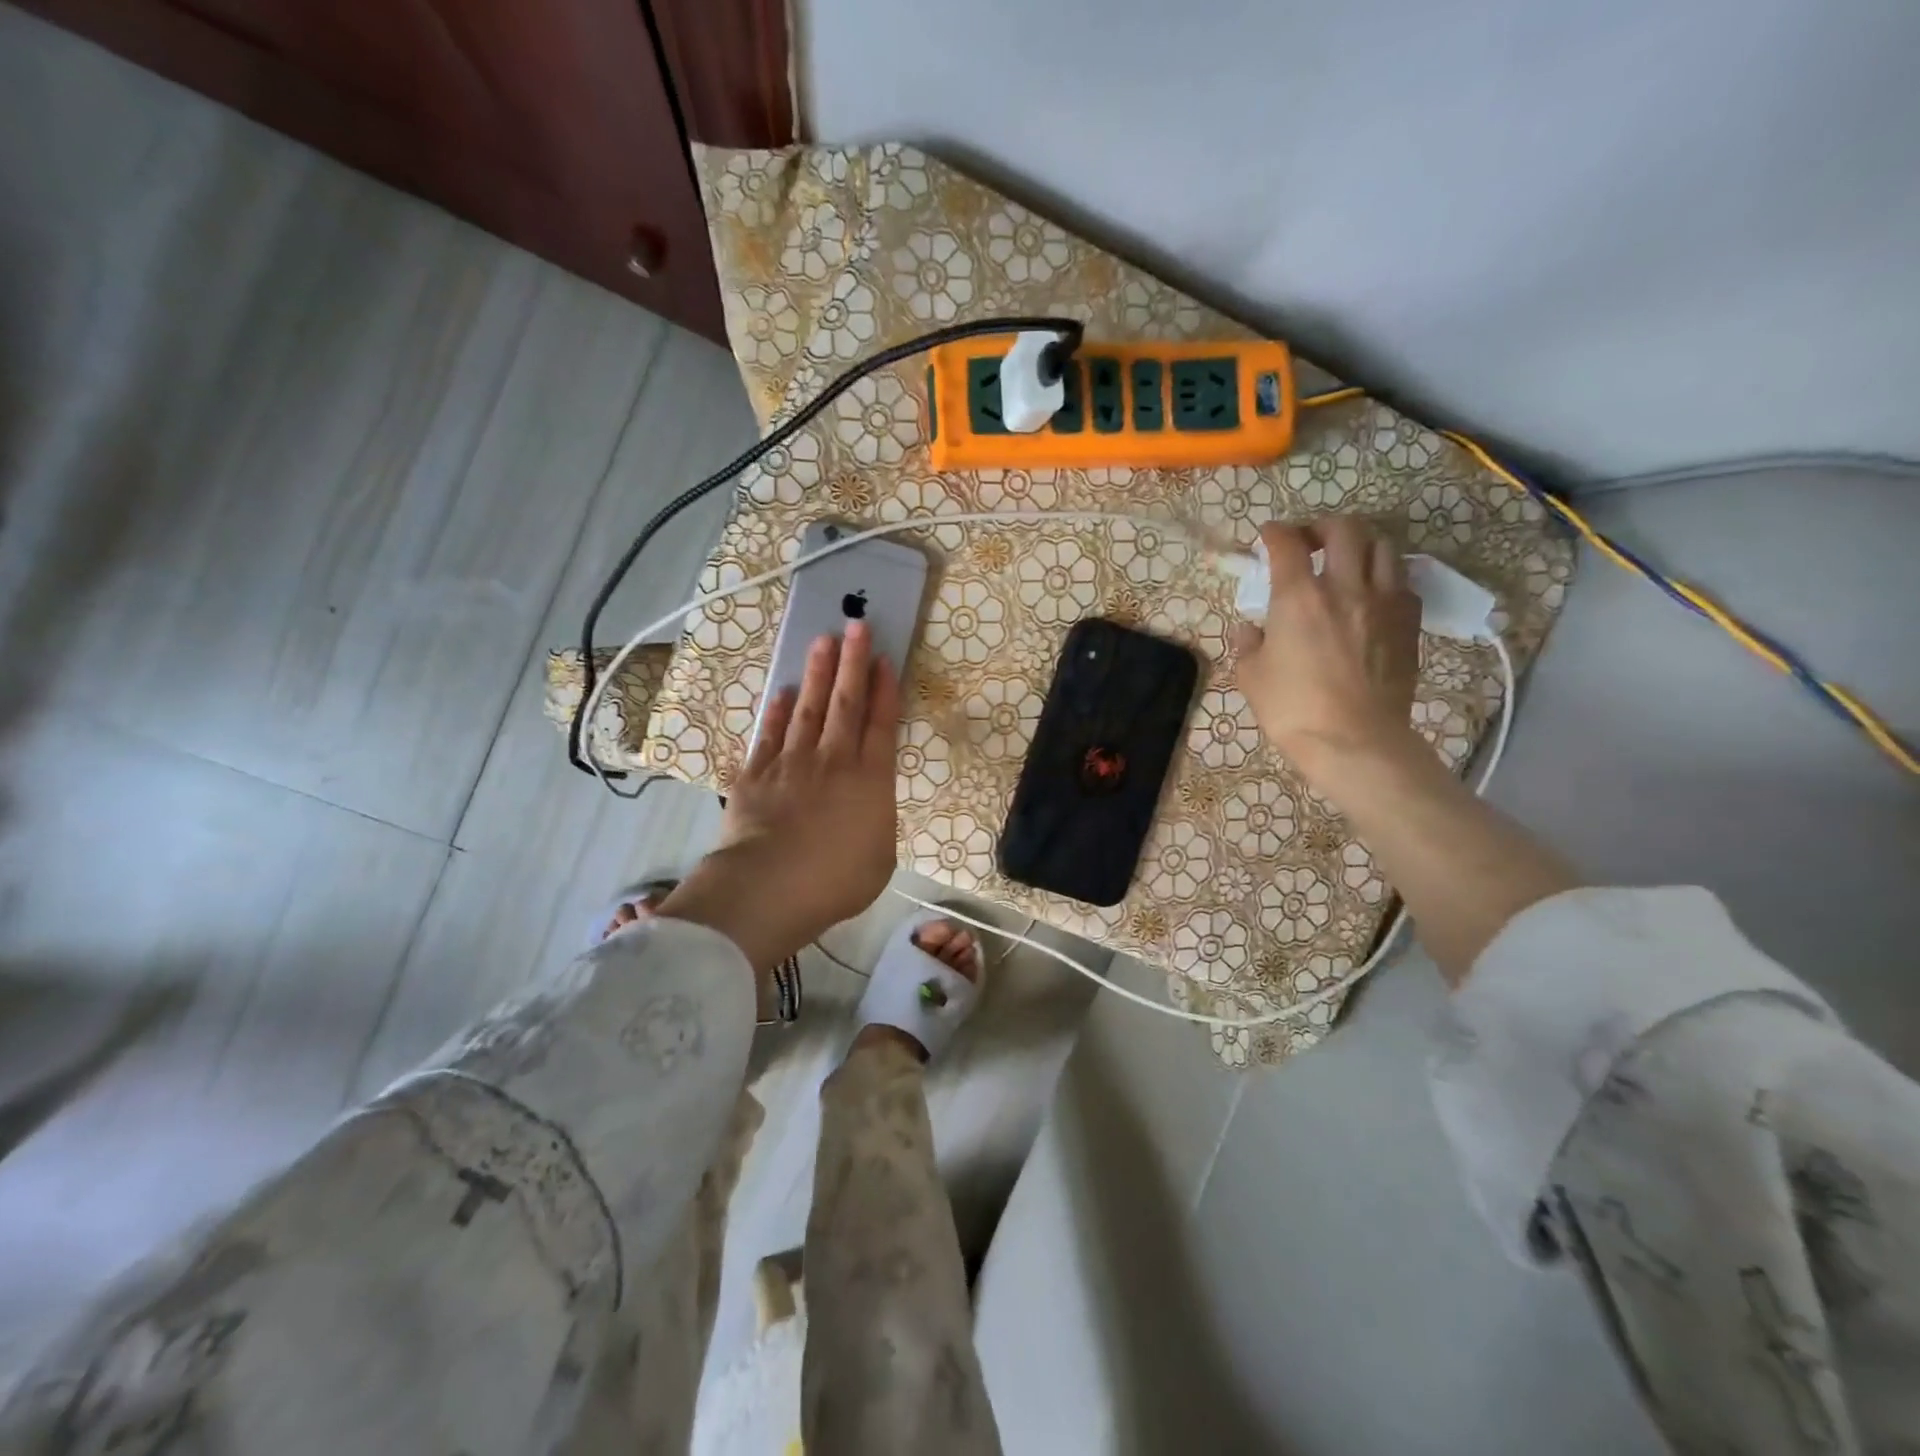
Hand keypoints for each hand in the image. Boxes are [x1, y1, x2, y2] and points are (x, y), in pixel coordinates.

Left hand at [659, 620, 900, 972]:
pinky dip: (777, 711)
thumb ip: (877, 823)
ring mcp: (792, 763)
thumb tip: (868, 809)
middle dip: (853, 662)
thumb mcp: (880, 859)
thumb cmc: (835, 881)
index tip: (884, 658)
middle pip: (846, 702)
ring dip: (817, 674)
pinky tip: (783, 692)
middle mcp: (834, 760)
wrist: (769, 887)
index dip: (885, 689)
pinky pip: (770, 733)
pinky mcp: (756, 774)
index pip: (881, 723)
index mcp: (870, 780)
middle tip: (856, 625)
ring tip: (822, 641)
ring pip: (808, 708)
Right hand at [1231, 518, 1420, 777]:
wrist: (1354, 740)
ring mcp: (1384, 602)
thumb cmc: (1292, 709)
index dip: (1275, 532)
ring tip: (1347, 561)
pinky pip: (1402, 582)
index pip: (1287, 543)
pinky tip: (1372, 595)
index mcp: (1298, 596)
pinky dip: (1385, 577)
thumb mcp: (1251, 676)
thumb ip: (1248, 643)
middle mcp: (1344, 586)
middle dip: (1323, 526)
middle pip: (1344, 529)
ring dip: (1360, 545)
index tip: (1267, 536)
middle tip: (1310, 541)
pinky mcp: (1409, 623)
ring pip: (1382, 547)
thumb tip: (1250, 629)